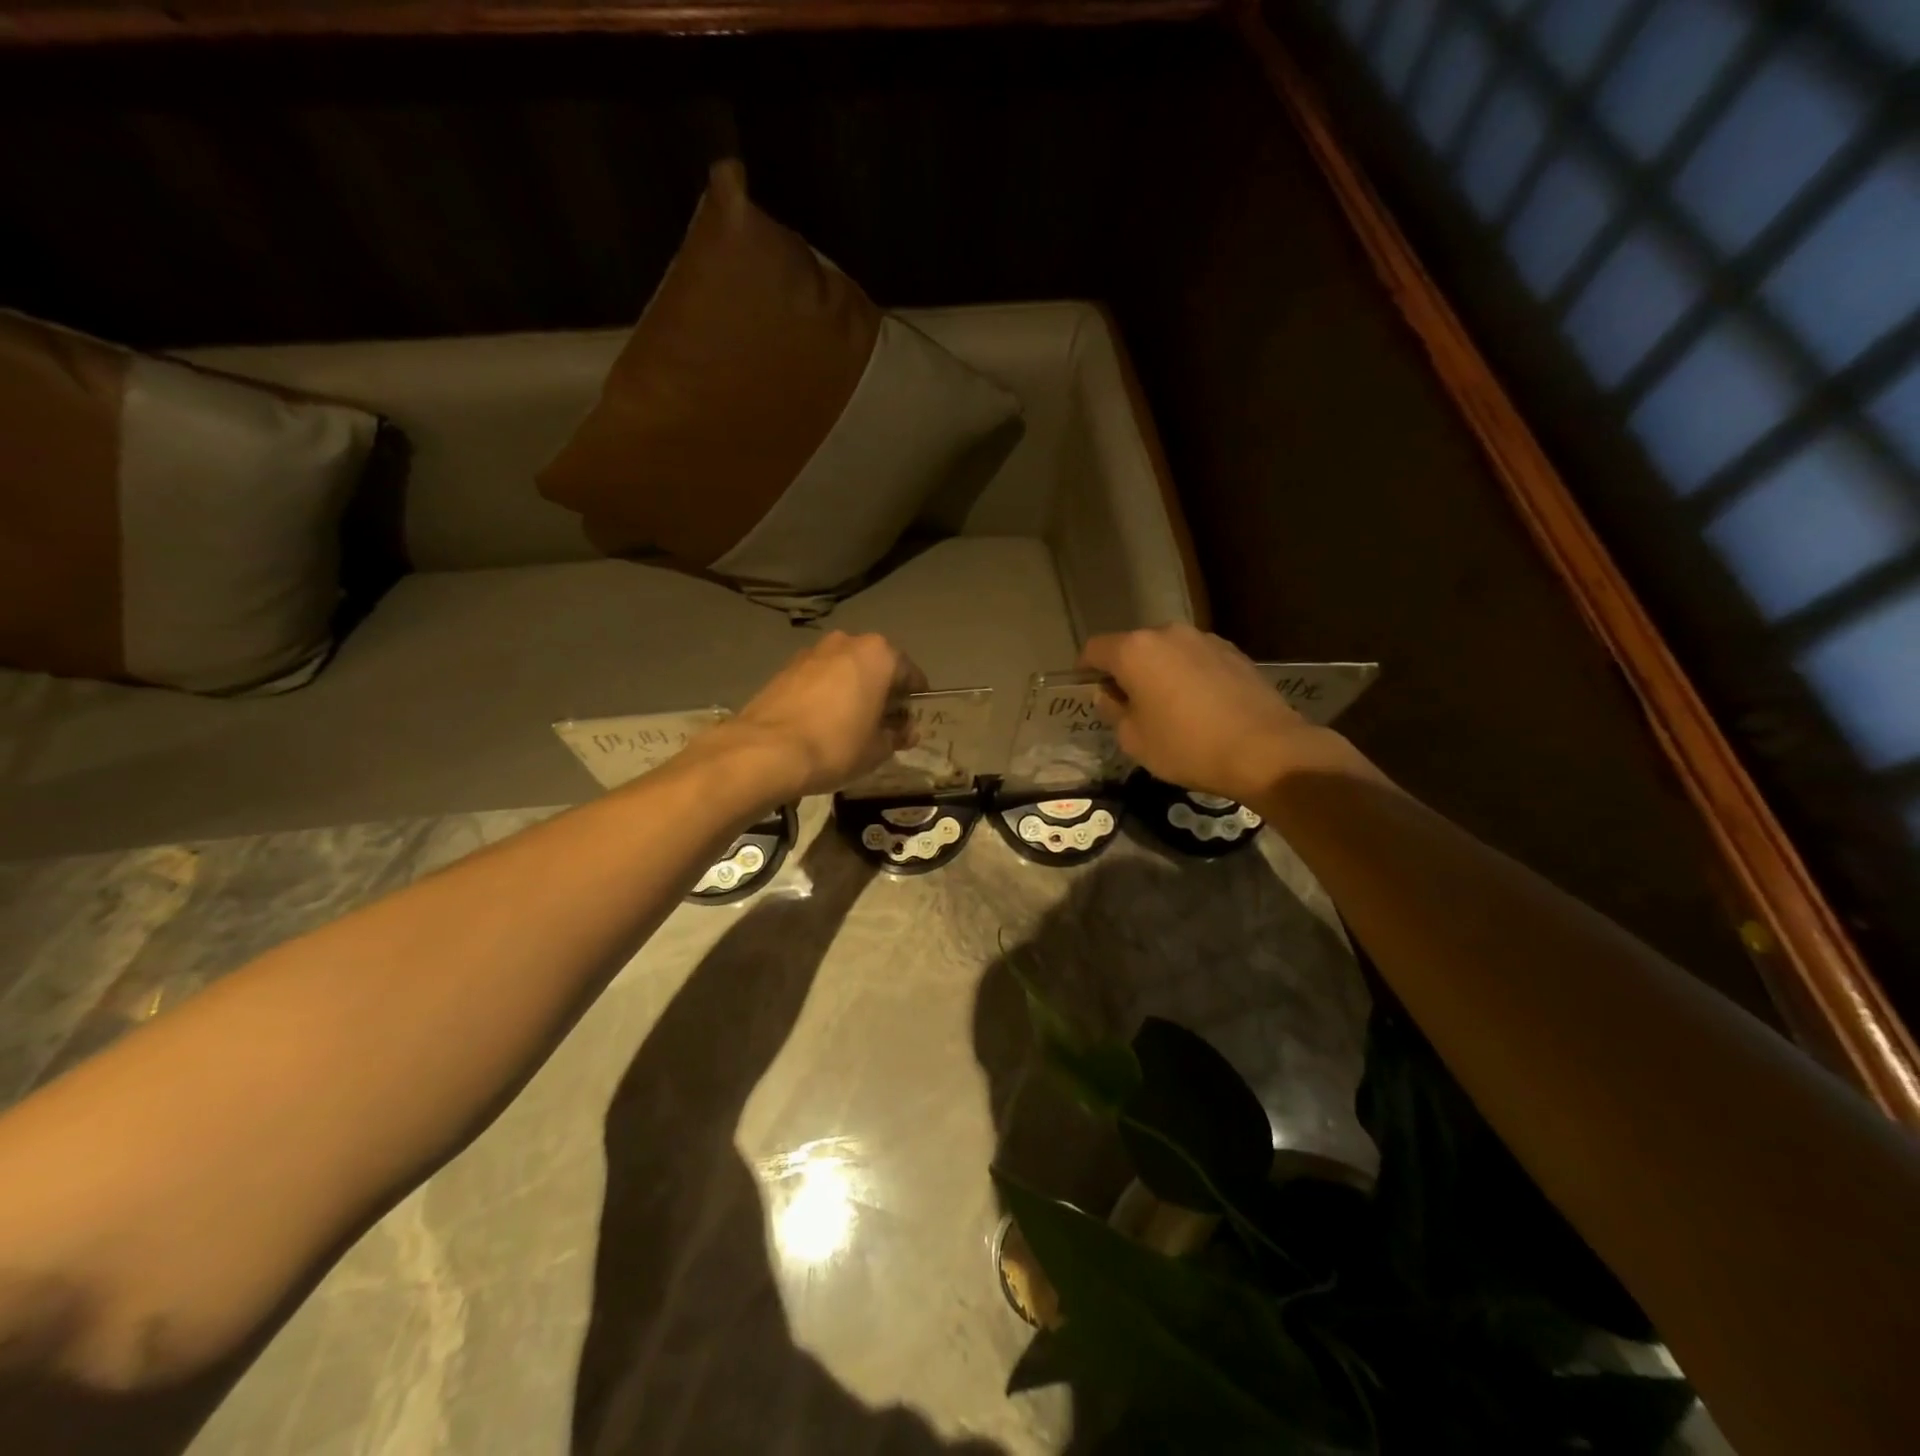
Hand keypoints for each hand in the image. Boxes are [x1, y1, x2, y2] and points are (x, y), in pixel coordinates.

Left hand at [711, 632, 927, 800]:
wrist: (767, 751)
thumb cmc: (836, 746)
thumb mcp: (878, 749)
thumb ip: (897, 735)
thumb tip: (907, 731)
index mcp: (879, 654)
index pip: (910, 674)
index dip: (914, 700)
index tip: (911, 722)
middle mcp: (847, 642)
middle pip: (876, 666)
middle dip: (882, 691)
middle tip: (882, 723)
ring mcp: (812, 651)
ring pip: (845, 670)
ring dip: (852, 690)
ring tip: (850, 724)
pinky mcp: (785, 668)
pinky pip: (819, 678)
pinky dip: (826, 694)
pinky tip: (822, 722)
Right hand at [1080, 624, 1341, 802]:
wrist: (1265, 750)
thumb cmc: (1187, 746)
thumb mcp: (1134, 739)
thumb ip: (1113, 710)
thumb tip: (1109, 694)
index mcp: (1134, 651)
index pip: (1094, 649)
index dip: (1086, 670)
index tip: (1090, 692)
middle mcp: (1167, 633)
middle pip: (1132, 647)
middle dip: (1125, 671)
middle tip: (1129, 705)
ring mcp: (1204, 639)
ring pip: (1166, 652)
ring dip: (1159, 672)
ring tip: (1168, 707)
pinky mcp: (1233, 652)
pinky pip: (1196, 659)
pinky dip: (1188, 675)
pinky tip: (1199, 706)